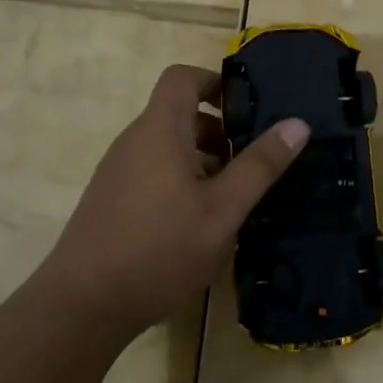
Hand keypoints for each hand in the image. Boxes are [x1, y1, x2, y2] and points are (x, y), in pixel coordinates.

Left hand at [36, 64, 308, 340]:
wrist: (84, 304)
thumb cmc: (160, 249)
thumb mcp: (223, 210)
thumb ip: (260, 166)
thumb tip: (297, 123)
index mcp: (159, 131)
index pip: (182, 78)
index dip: (215, 82)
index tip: (248, 109)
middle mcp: (134, 142)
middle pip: (178, 114)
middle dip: (219, 131)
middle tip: (253, 161)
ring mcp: (118, 172)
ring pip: (167, 147)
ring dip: (203, 160)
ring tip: (233, 196)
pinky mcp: (111, 200)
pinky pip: (152, 172)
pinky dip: (181, 180)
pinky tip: (199, 223)